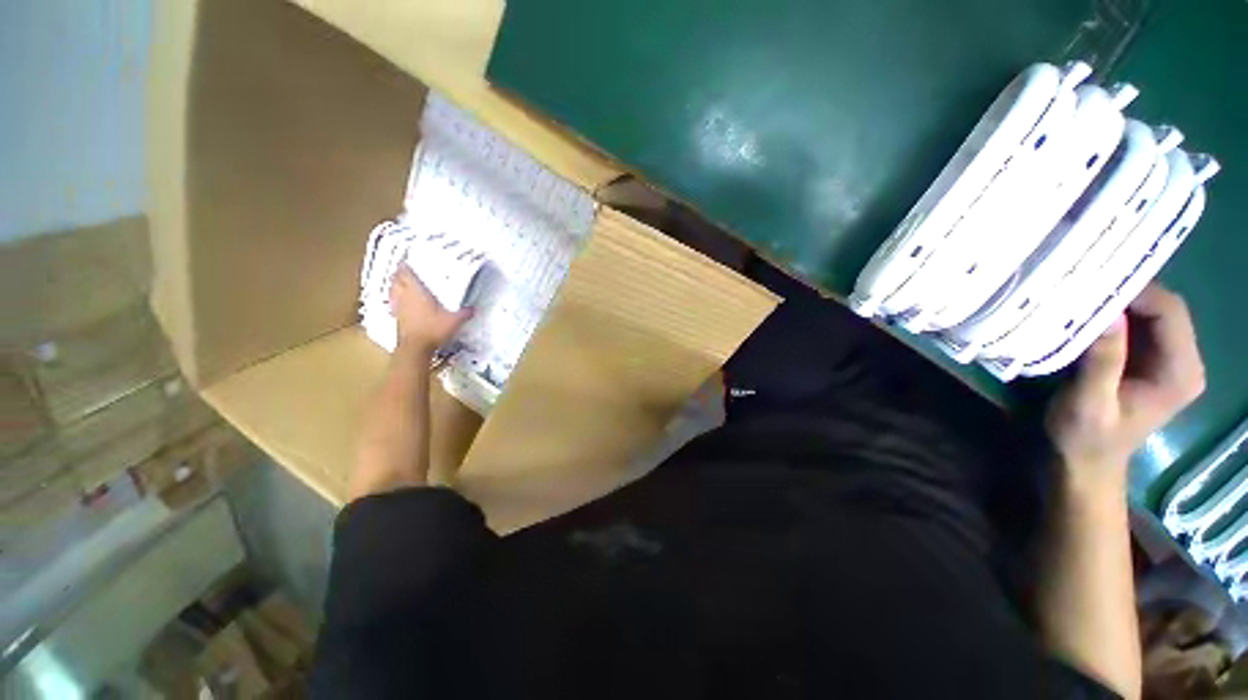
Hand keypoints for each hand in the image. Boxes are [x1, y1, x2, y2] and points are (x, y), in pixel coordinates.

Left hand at [388, 267, 472, 351]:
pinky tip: (402, 303)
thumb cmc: (434, 329)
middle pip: (396, 280)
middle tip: (407, 271)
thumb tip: (474, 308)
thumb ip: (465, 313)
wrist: (415, 348)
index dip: (406, 265)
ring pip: (392, 291)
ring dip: (395, 286)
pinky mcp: (396, 318)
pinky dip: (396, 300)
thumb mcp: (455, 320)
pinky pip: (393, 304)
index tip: (409, 261)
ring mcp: (398, 307)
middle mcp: (404, 296)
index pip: (406, 272)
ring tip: (403, 284)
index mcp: (416, 291)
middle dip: (400, 274)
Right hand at [1045, 284, 1204, 489]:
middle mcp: (1183, 361)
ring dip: (1117, 303)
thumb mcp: (1089, 403)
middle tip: (1082, 288)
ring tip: (1080, 298)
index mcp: (1180, 373)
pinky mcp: (1147, 361)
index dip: (1136, 293)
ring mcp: (1167, 361)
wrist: (1082, 464)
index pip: (1170, 312)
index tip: (1092, 286)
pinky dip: (1113, 316)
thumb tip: (1107, 315)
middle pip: (1163, 308)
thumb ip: (1103, 362)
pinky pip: (1137, 325)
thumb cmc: (1084, 438)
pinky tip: (1086, 317)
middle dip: (1126, 294)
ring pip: (1150, 313)